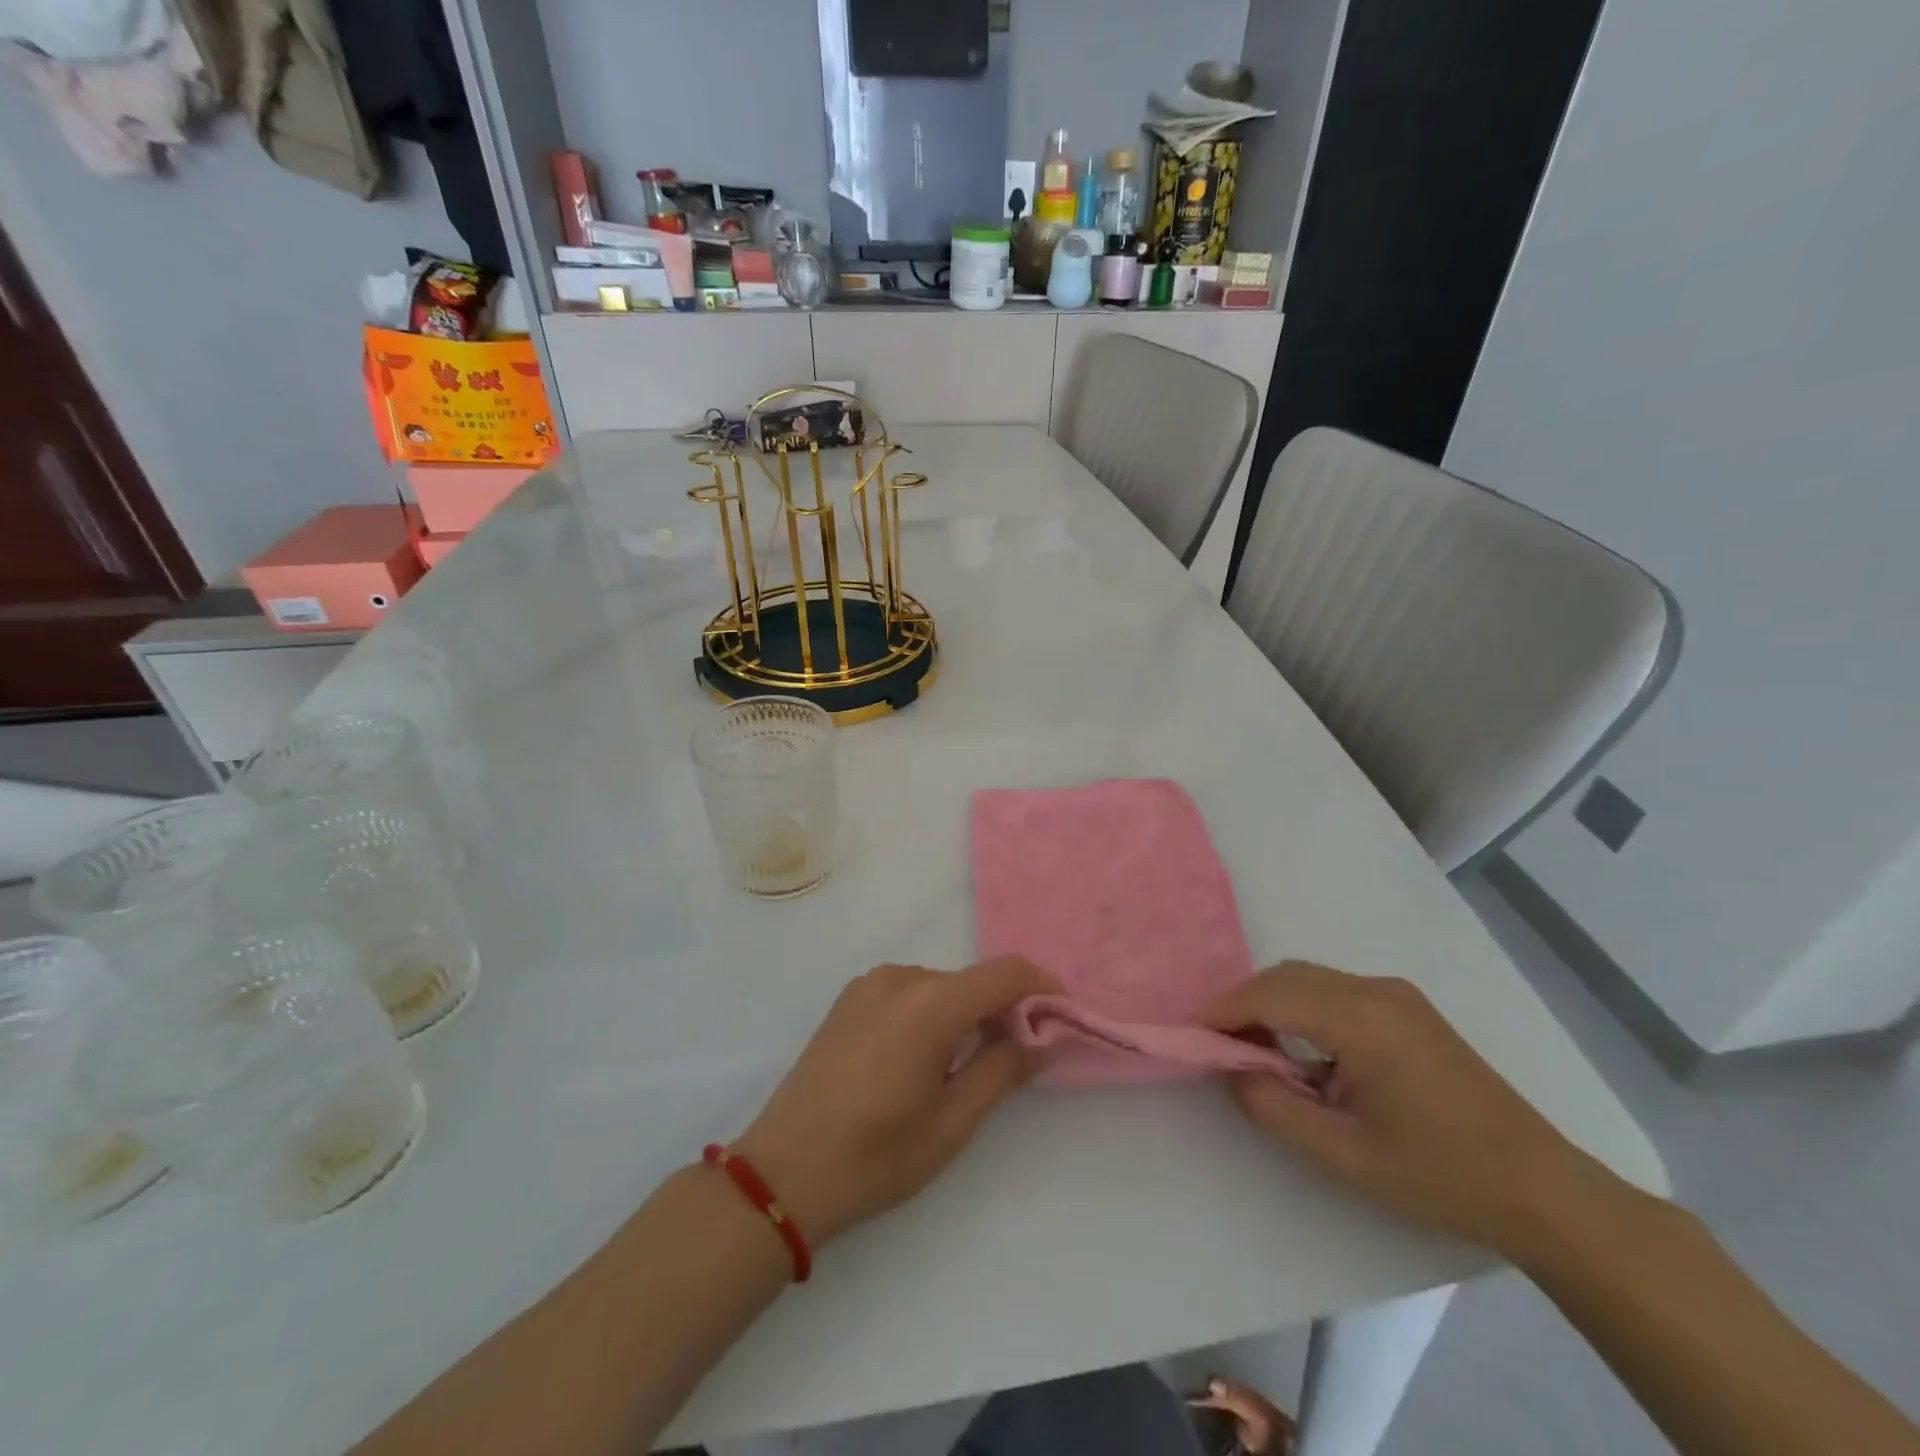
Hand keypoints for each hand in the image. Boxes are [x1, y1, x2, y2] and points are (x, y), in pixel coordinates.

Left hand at [732, 957, 1058, 1246]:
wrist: (782, 1172)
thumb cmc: (876, 1155)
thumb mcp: (952, 1122)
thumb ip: (1004, 1070)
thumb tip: (1043, 1039)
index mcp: (930, 1002)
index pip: (1005, 972)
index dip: (1041, 987)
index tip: (1062, 1017)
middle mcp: (900, 977)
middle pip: (971, 981)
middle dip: (1004, 1009)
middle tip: (1018, 1057)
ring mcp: (869, 984)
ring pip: (940, 987)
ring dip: (965, 1013)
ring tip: (965, 1066)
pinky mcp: (848, 999)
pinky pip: (908, 992)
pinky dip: (931, 1013)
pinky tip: (921, 1059)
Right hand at [1203, 961, 1610, 1255]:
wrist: (1542, 1189)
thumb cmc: (1440, 1175)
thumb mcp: (1344, 1155)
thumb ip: (1273, 1108)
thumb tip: (1229, 1071)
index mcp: (1360, 1020)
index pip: (1268, 996)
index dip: (1222, 1010)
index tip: (1188, 1033)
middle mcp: (1375, 990)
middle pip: (1285, 977)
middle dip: (1242, 1003)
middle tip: (1217, 1044)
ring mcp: (1395, 994)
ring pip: (1308, 978)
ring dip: (1271, 1003)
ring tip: (1253, 1049)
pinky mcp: (1407, 1007)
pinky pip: (1334, 989)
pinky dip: (1302, 1006)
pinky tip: (1302, 1048)